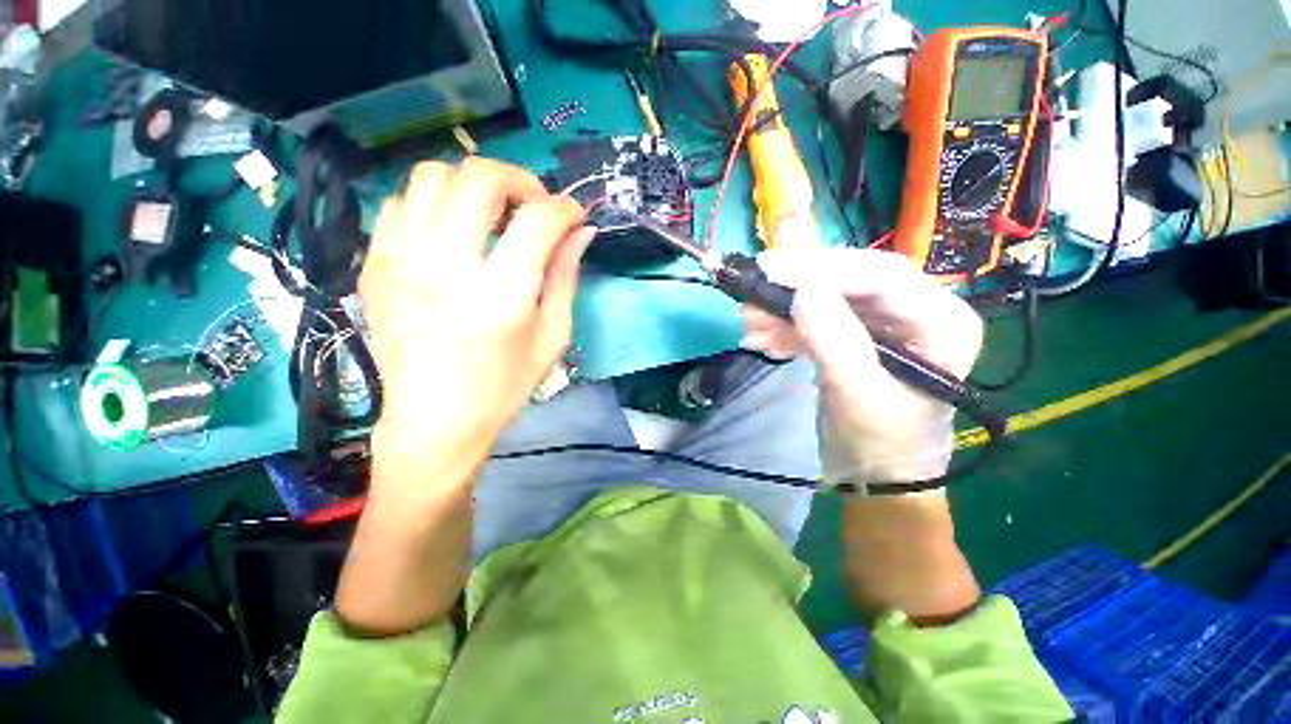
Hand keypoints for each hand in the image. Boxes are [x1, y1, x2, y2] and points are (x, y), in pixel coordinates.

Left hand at [360, 158, 595, 492]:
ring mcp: (400, 262)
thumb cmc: (503, 386)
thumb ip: (565, 278)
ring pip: (432, 176)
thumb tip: (581, 233)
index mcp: (500, 295)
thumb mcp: (552, 337)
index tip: (574, 217)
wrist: (433, 421)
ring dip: (473, 186)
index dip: (565, 208)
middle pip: (480, 178)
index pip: (538, 220)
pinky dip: (434, 205)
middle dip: (520, 181)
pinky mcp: (374, 266)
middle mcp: (445, 267)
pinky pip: (400, 203)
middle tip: (534, 208)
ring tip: (491, 216)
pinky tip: (451, 234)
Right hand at [742, 249, 983, 489]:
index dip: (823, 270)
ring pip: (827, 297)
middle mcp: (917, 311)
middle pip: (850, 280)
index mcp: (941, 320)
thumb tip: (802, 289)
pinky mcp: (855, 335)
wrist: (876, 477)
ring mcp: (883, 322)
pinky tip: (764, 339)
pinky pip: (817, 317)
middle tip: (752, 295)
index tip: (770, 273)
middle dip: (797, 288)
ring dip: (784, 308)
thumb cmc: (881, 444)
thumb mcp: (858, 395)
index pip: (881, 276)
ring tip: (750, 325)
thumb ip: (834, 340)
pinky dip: (786, 325)